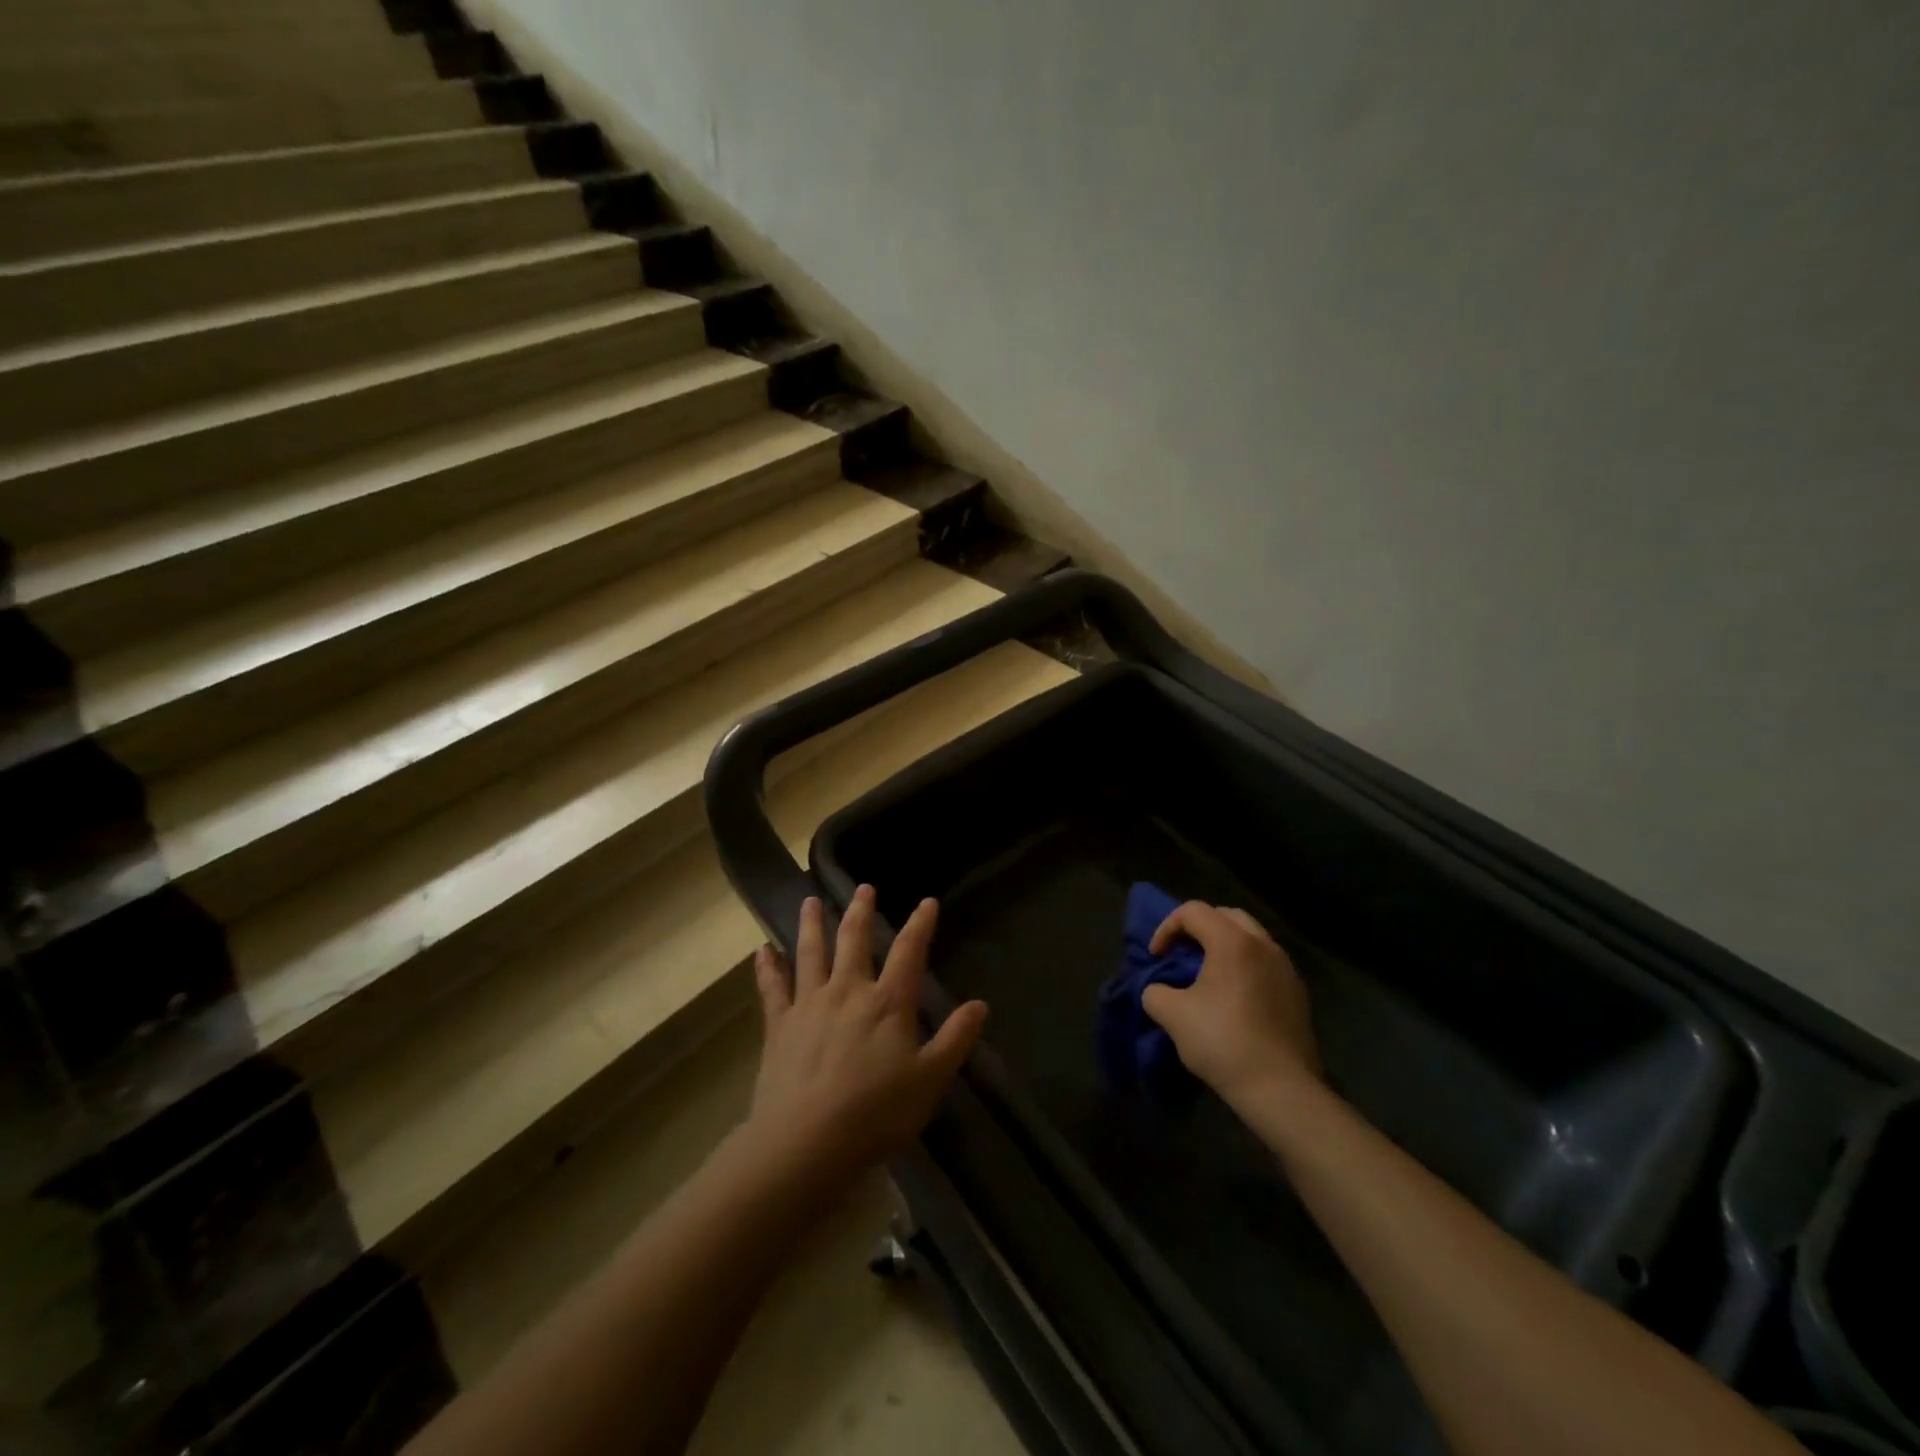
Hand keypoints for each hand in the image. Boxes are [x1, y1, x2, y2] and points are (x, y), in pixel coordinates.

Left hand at [742, 886, 988, 1192]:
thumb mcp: (929, 1080)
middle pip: (854, 940)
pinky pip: (772, 988)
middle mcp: (847, 991)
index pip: (909, 952)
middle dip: (861, 911)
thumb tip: (980, 1004)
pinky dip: (767, 967)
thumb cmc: (875, 1113)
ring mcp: (809, 1004)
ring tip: (810, 901)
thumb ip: (955, 1039)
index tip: (926, 901)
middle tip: (864, 888)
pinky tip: (761, 950)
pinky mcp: (779, 1026)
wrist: (806, 1142)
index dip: (920, 925)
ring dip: (812, 924)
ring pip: (811, 953)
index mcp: (887, 1003)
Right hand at [1141, 900, 1320, 1105]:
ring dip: (1223, 945)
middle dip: (1197, 928)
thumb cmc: (1222, 1042)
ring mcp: (1286, 968)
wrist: (1281, 1089)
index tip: (1155, 957)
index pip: (1193, 911)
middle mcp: (1263, 945)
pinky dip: (1244, 965)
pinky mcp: (1298, 993)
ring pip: (1250, 937)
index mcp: (1233, 941)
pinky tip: (1233, 997)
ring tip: (1206, 973)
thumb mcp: (1171, 1015)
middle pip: (1225, 916)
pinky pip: (1265, 962)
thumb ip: (1155, 992)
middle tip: (1180, 953)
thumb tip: (1159, 990)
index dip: (1166, 928)